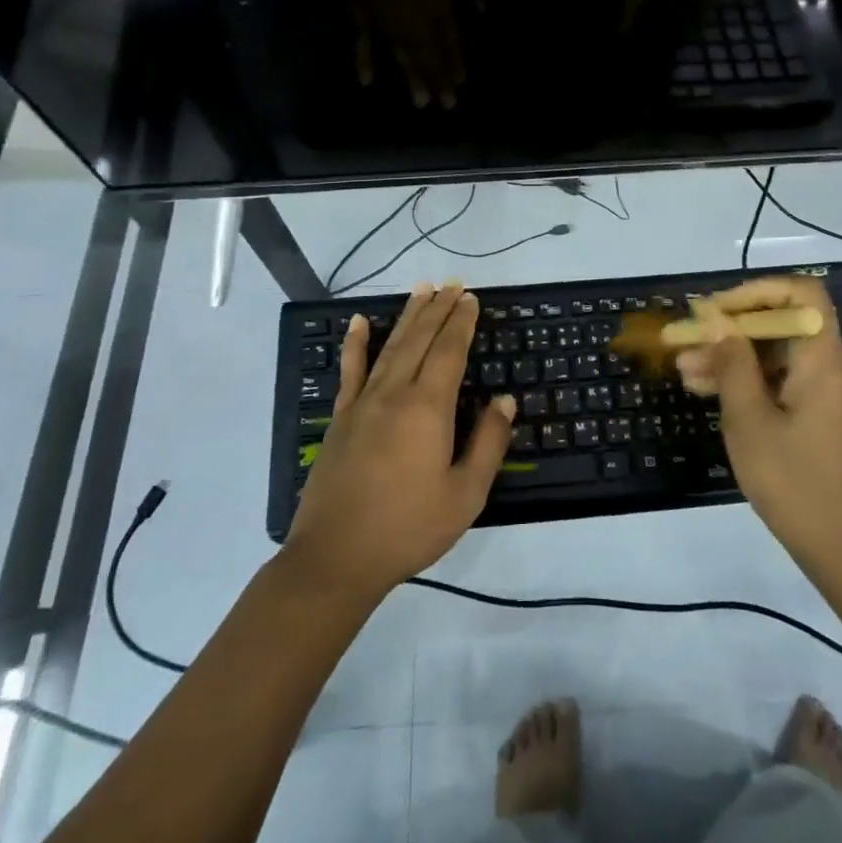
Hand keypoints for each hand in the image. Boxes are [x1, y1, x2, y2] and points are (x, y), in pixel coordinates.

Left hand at [285, 281, 515, 598]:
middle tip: (452, 285)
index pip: (449, 351)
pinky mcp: (341, 417)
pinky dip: (356, 343)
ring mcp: (363, 402)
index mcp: (428, 408)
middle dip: (439, 309)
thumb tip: (505, 400)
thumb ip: (488, 443)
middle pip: (420, 339)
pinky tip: (359, 322)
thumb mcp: (465, 494)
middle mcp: (395, 393)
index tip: (471, 298)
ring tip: (421, 289)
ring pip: (391, 346)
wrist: (336, 557)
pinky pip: (350, 370)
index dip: (462, 322)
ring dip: (408, 316)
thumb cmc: (409, 527)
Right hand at [675, 277, 841, 584]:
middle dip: (730, 330)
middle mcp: (834, 368)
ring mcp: (831, 394)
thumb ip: (731, 363)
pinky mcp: (825, 417)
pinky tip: (711, 394)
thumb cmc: (795, 483)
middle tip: (684, 345)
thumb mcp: (750, 421)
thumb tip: (713, 319)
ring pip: (778, 356)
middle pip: (783, 325)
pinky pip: (785, 382)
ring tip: (685, 373)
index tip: (717, 312)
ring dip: (733, 358)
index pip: (801, 293)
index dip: (756, 292)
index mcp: (824, 361)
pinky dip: (750, 382)